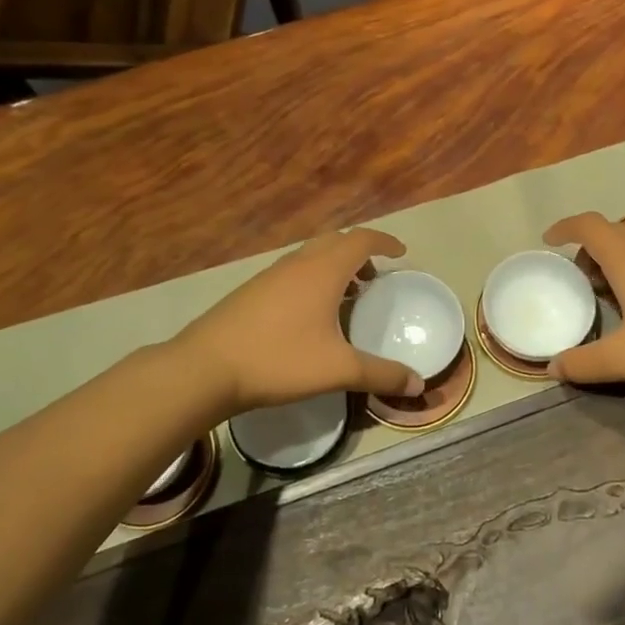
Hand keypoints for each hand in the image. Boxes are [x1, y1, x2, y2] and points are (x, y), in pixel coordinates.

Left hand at [175, 228, 422, 415]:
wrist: (205, 368)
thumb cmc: (278, 360)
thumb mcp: (338, 370)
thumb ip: (381, 375)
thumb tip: (418, 384)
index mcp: (323, 270)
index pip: (361, 239)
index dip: (385, 242)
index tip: (401, 253)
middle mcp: (298, 263)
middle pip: (336, 241)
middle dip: (360, 252)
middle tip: (374, 278)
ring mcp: (270, 275)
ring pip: (311, 256)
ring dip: (334, 266)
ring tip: (347, 297)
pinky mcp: (251, 290)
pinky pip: (292, 271)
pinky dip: (312, 279)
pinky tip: (309, 315)